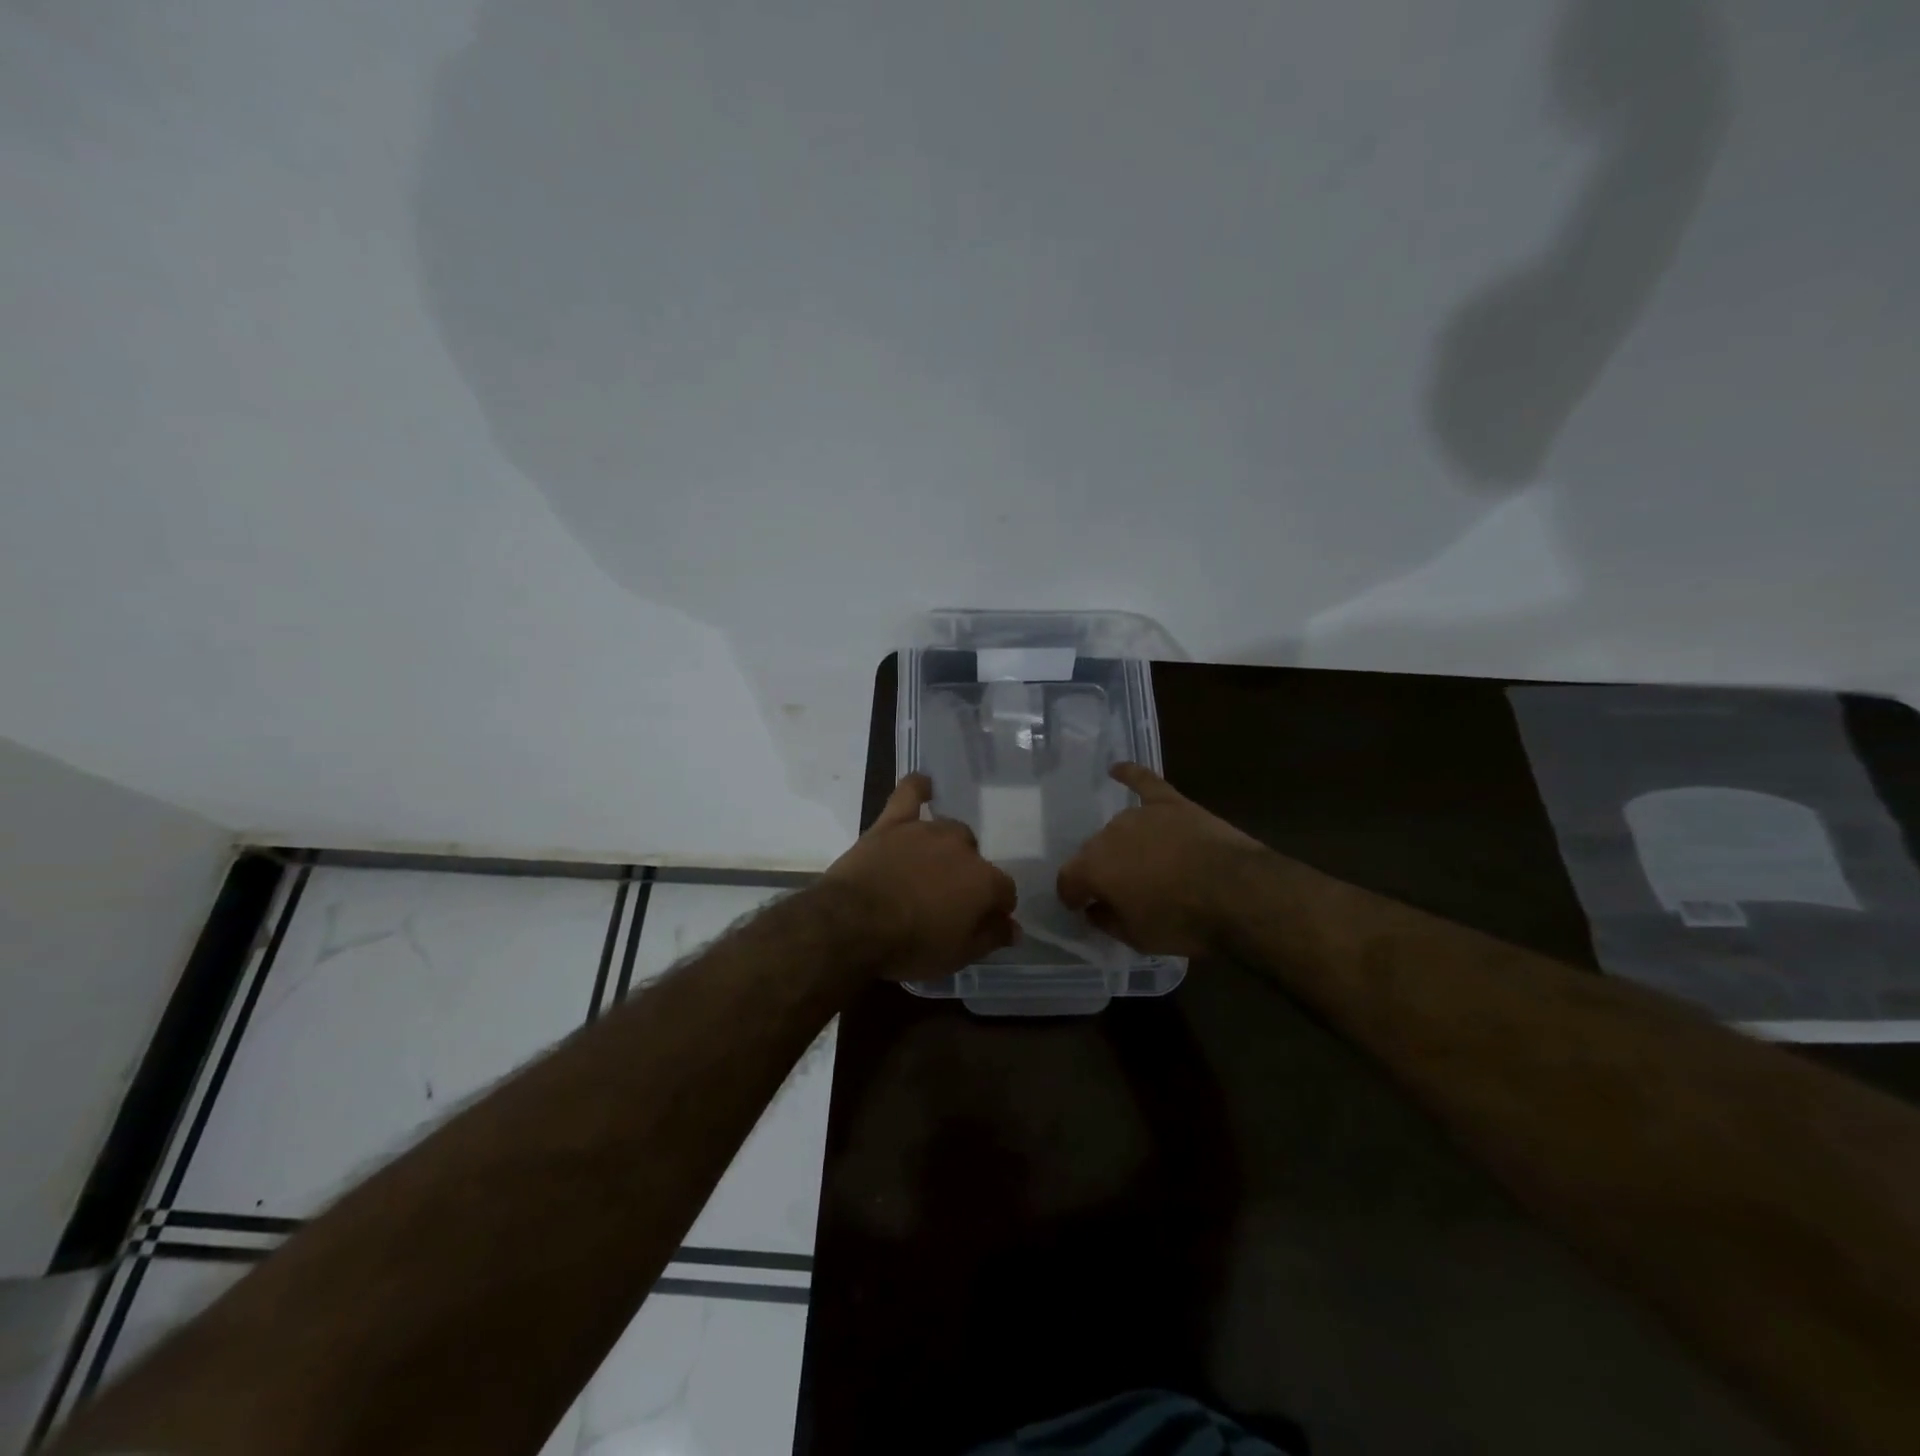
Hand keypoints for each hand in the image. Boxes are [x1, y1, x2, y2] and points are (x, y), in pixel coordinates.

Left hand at [822, 774, 1018, 980]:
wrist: (853, 924)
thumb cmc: (910, 945)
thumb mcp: (957, 956)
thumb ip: (991, 938)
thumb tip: (1014, 928)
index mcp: (984, 881)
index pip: (1004, 891)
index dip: (996, 907)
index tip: (984, 921)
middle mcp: (962, 847)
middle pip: (976, 858)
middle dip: (968, 877)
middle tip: (947, 899)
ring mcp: (926, 830)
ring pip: (949, 831)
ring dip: (946, 848)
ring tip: (930, 868)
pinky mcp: (893, 823)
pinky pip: (910, 793)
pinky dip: (919, 788)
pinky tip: (925, 785)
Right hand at [1056, 763, 1265, 957]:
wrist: (1237, 893)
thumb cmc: (1182, 921)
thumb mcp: (1137, 938)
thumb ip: (1107, 920)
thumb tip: (1095, 909)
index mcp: (1093, 868)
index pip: (1068, 880)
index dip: (1072, 896)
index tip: (1081, 908)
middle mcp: (1108, 834)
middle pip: (1093, 852)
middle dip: (1100, 871)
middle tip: (1119, 891)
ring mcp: (1140, 814)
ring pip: (1119, 828)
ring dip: (1122, 845)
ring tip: (1140, 862)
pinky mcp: (1171, 803)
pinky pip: (1144, 782)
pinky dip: (1130, 775)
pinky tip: (1117, 768)